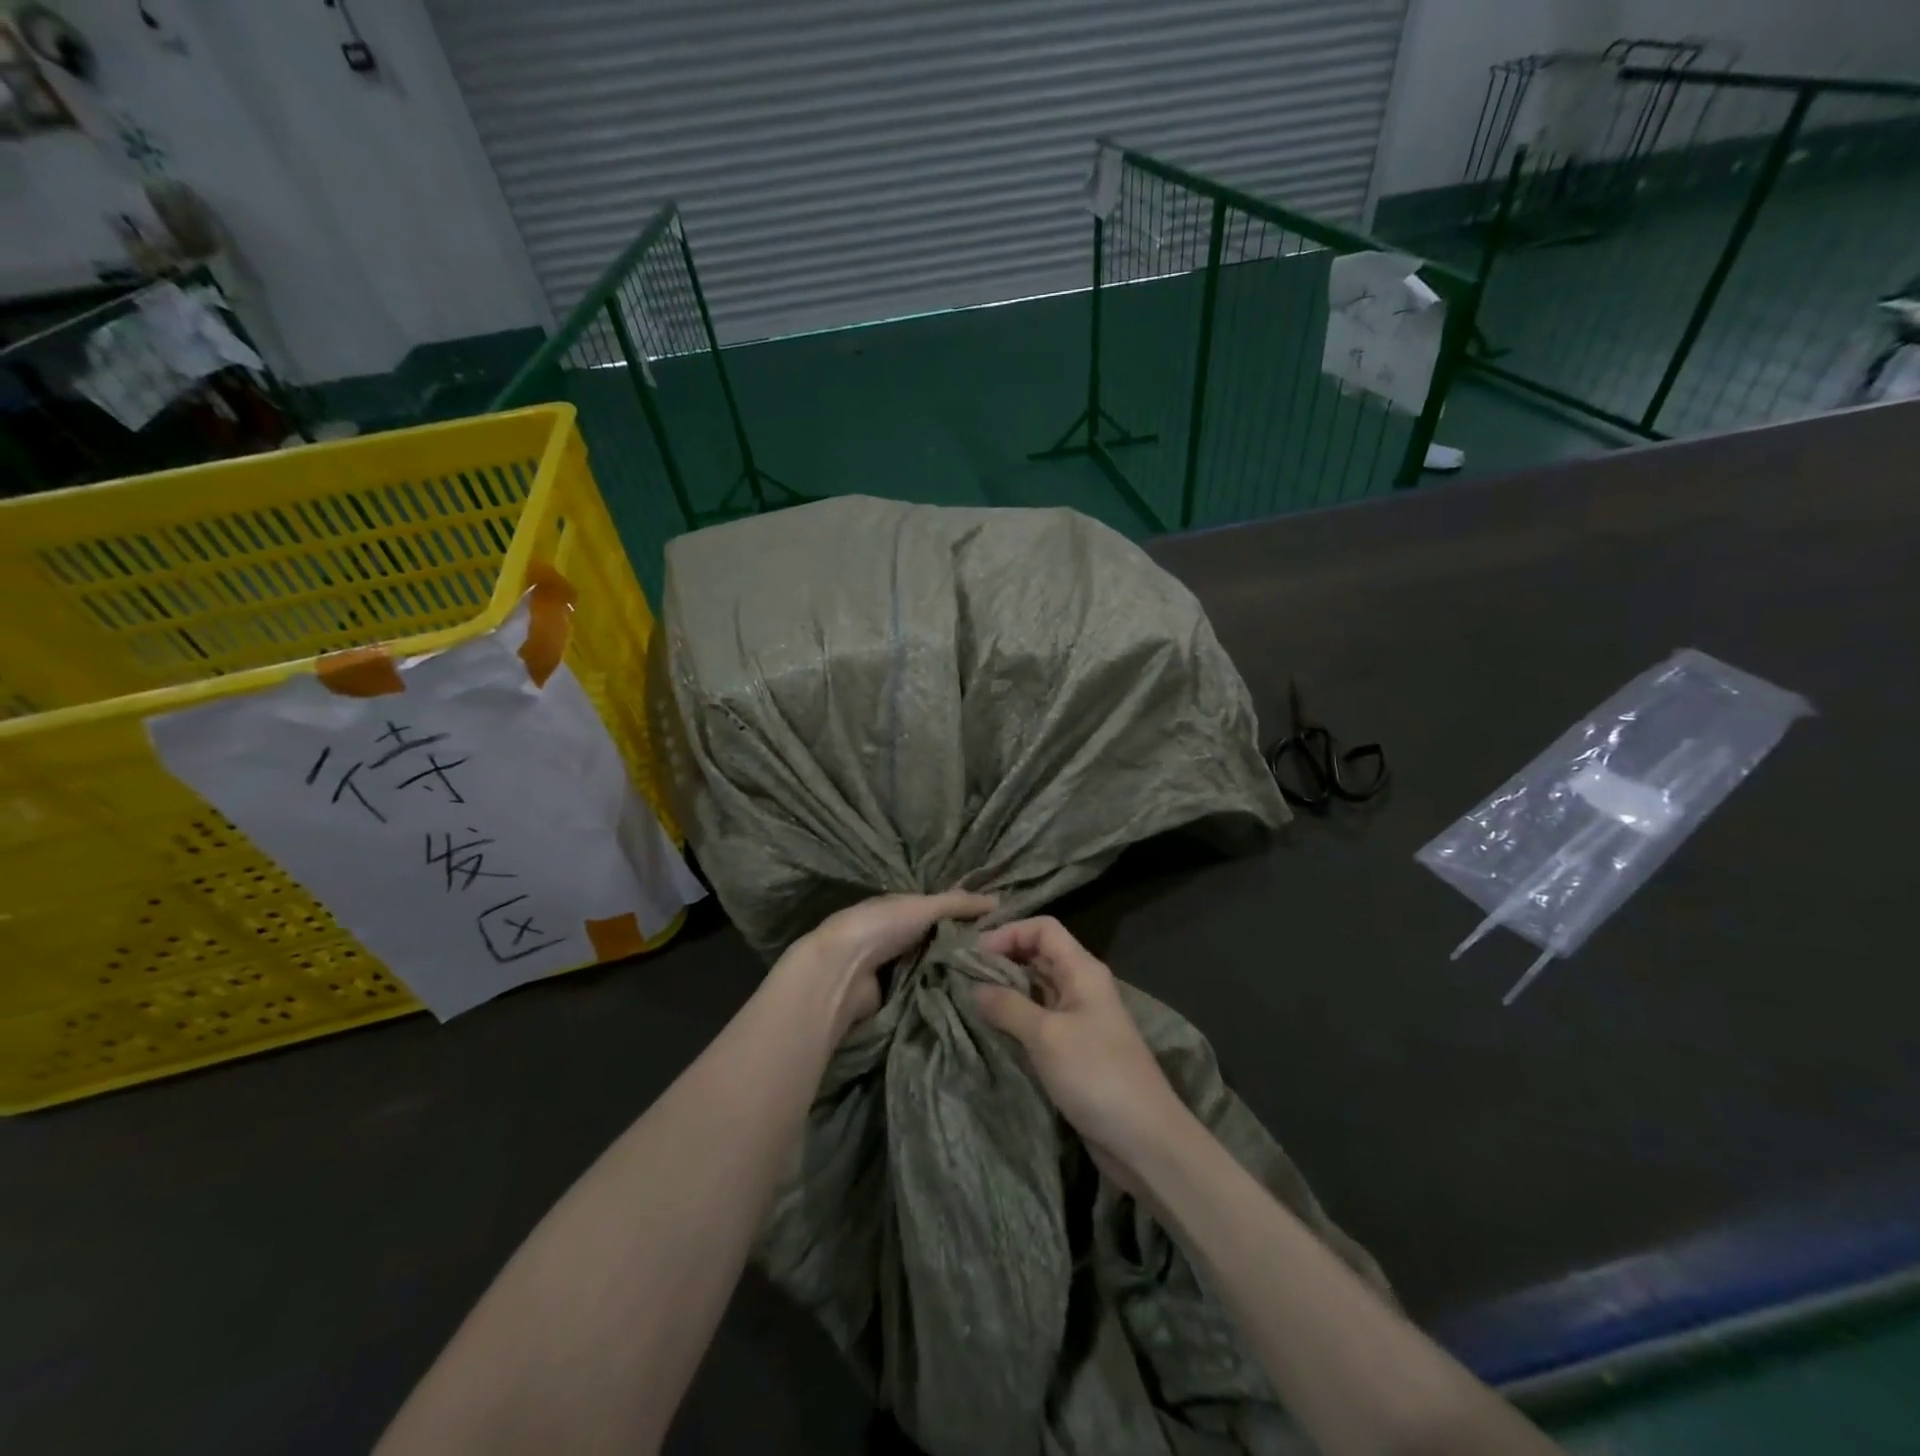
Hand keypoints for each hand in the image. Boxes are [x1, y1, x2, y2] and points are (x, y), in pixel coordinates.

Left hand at [786, 890, 995, 1035]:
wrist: (842, 973)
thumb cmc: (880, 927)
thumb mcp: (923, 907)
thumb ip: (958, 904)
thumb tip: (998, 900)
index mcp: (899, 909)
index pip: (939, 910)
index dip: (965, 916)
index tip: (999, 927)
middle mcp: (896, 936)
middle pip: (938, 941)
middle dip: (963, 947)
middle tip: (1003, 957)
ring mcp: (894, 968)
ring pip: (934, 967)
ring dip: (954, 972)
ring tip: (993, 978)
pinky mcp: (895, 997)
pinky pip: (926, 991)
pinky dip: (942, 991)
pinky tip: (971, 996)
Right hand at [974, 917, 1190, 1182]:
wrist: (1144, 1139)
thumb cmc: (1097, 1075)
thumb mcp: (1047, 1036)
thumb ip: (1008, 1006)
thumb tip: (974, 988)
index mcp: (1082, 970)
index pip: (1043, 929)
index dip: (1008, 932)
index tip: (973, 954)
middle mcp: (1081, 986)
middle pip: (1038, 955)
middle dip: (1001, 960)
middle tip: (960, 975)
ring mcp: (1078, 1019)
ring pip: (1035, 989)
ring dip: (1005, 990)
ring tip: (967, 1000)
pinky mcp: (1073, 1049)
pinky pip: (1038, 1020)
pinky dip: (1014, 1019)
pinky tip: (989, 1029)